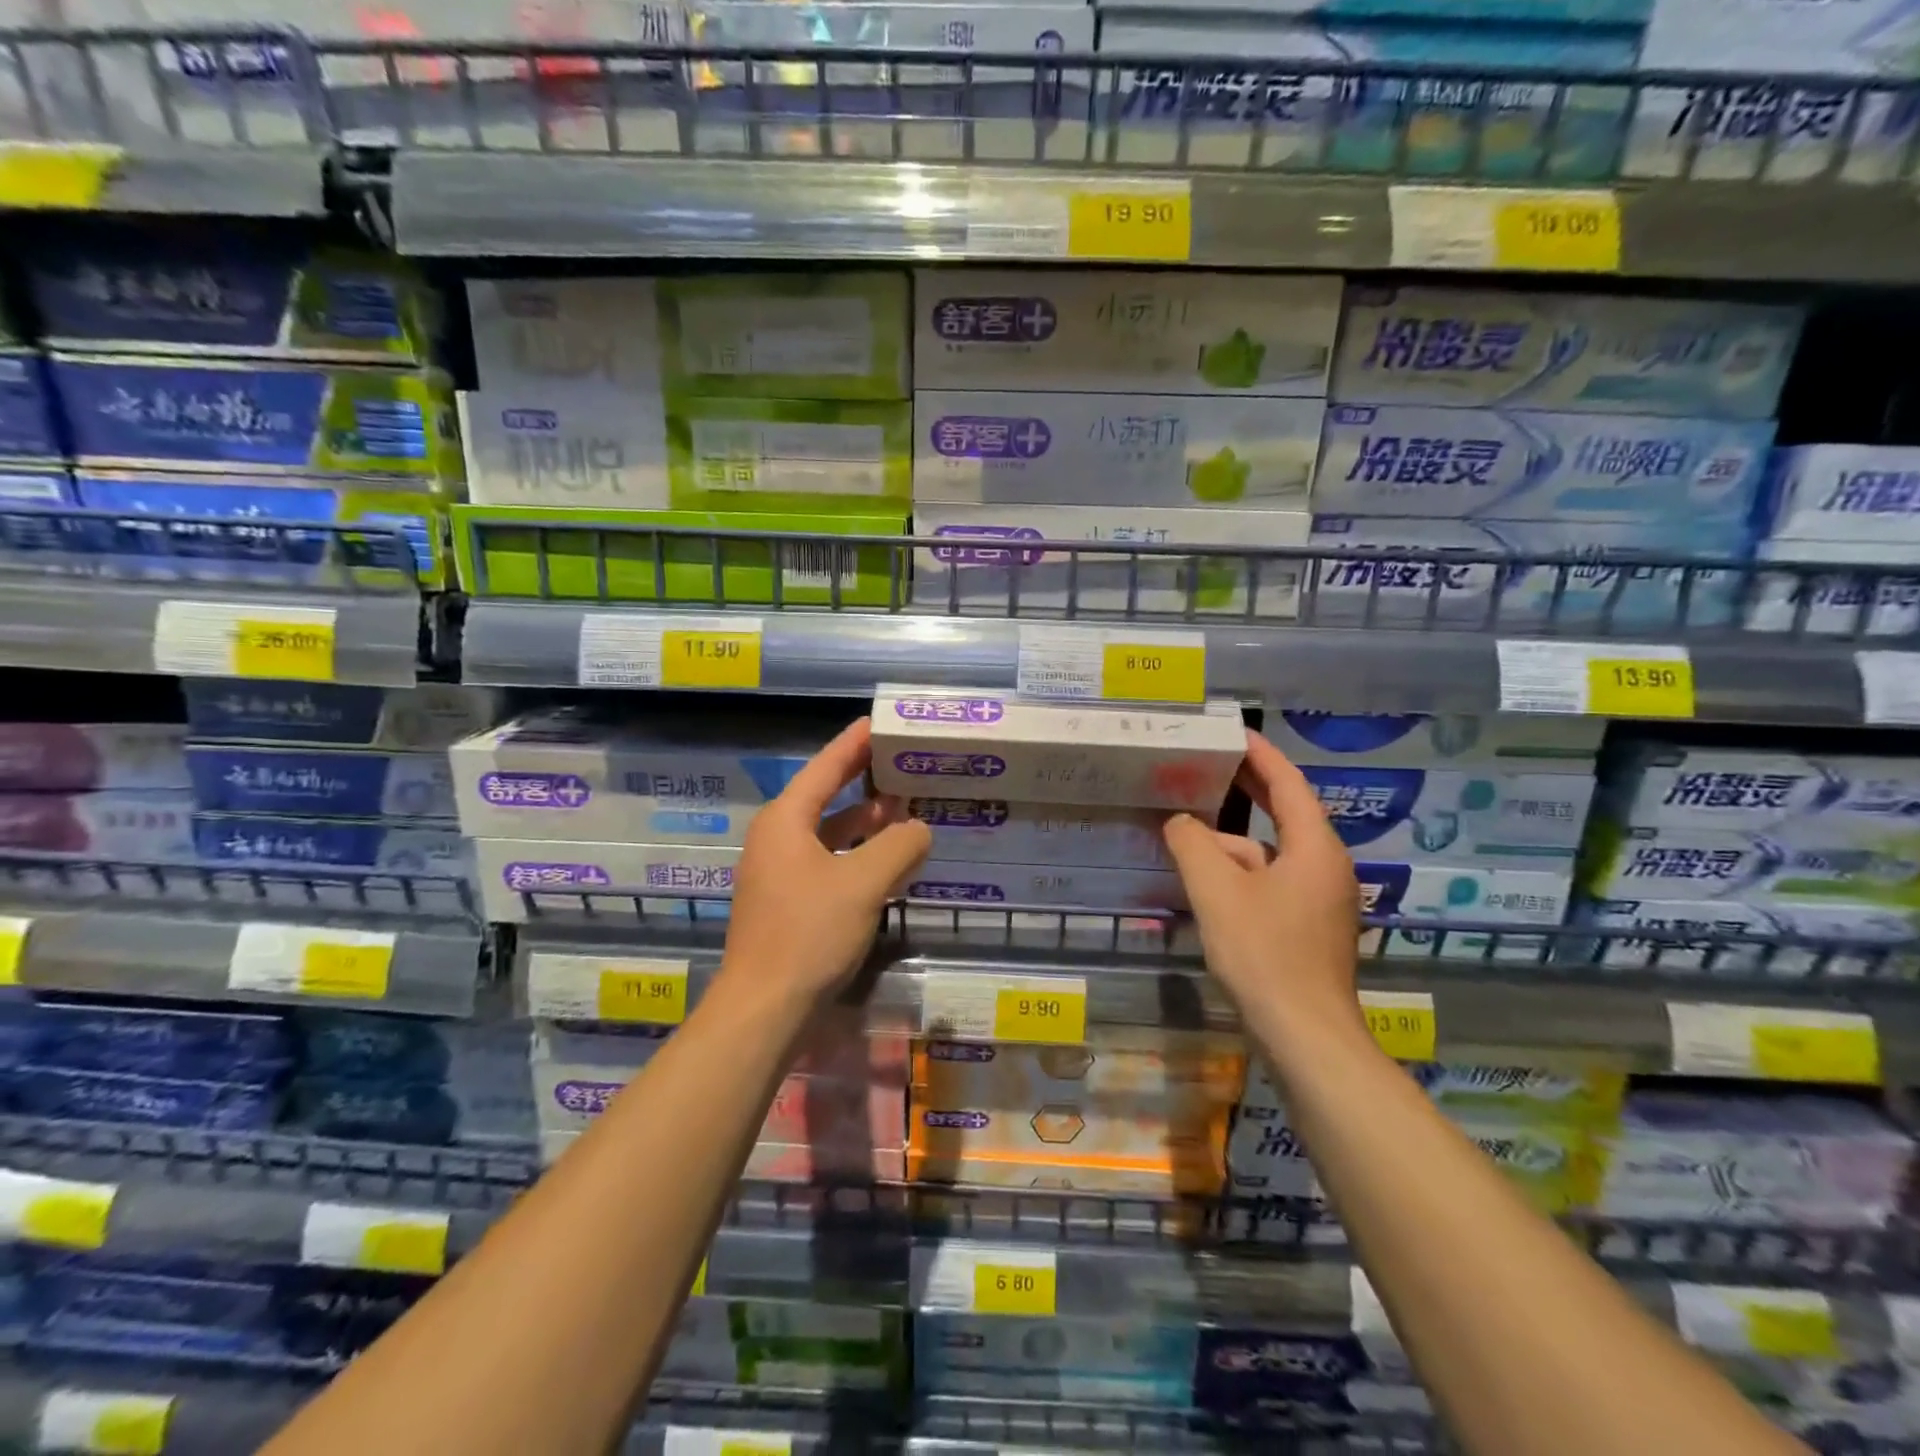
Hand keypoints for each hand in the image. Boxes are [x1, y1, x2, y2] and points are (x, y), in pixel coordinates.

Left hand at [719, 718, 931, 1005]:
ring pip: (829, 833)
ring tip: (905, 809)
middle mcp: (778, 839)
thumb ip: (898, 847)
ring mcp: (780, 873)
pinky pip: (829, 863)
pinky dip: (858, 857)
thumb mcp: (863, 883)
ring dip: (865, 823)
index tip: (880, 722)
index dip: (855, 743)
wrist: (764, 1009)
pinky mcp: (788, 903)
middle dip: (864, 781)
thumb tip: (919, 829)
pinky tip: (888, 863)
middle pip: (826, 797)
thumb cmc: (809, 933)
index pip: (826, 767)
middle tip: (903, 763)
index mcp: (786, 821)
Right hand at [1162, 730, 1364, 1043]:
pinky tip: (1209, 887)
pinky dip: (1241, 876)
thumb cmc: (1264, 954)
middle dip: (1248, 791)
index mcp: (1314, 848)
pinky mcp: (1310, 928)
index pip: (1288, 784)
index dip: (1260, 754)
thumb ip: (1192, 845)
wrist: (1306, 1037)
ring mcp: (1322, 901)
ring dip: (1233, 845)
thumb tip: (1180, 822)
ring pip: (1271, 856)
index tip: (1233, 732)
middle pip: (1285, 814)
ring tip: (1189, 839)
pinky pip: (1272, 883)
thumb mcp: (1216, 891)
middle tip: (1210, 766)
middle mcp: (1326, 867)